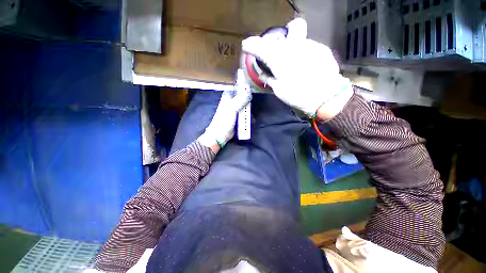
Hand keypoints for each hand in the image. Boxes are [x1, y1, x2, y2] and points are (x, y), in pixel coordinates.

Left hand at [197, 69, 251, 151]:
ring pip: (246, 105)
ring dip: (250, 109)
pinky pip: (246, 113)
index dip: (245, 86)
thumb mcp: (232, 108)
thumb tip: (249, 91)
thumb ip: (240, 99)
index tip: (252, 87)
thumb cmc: (224, 120)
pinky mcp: (239, 116)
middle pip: (244, 96)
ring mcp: (236, 109)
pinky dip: (249, 116)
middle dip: (249, 100)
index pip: (238, 87)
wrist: (221, 135)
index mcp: (229, 96)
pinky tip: (251, 119)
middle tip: (251, 105)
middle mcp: (233, 101)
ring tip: (250, 114)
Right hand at [242, 18, 352, 118]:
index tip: (246, 46)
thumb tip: (262, 72)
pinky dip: (304, 54)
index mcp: (278, 58)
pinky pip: (309, 47)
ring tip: (295, 64)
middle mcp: (293, 45)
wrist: (324, 97)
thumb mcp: (278, 89)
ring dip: (294, 48)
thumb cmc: (297, 95)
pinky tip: (307, 67)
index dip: (250, 45)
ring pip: (299, 38)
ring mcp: (309, 45)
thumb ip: (269, 78)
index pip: (260, 46)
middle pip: (290, 27)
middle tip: (280, 51)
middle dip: (283, 37)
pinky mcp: (322, 49)